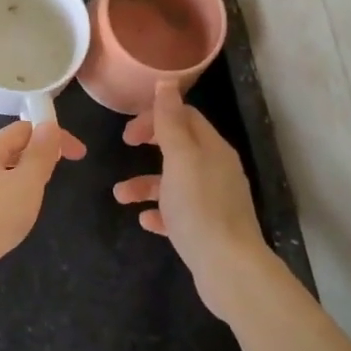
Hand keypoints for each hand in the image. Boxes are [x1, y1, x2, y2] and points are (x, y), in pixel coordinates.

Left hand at [0, 121, 86, 296]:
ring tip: (31, 203)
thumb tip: (48, 124)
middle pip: (8, 150)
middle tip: (53, 180)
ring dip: (18, 181)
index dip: (54, 136)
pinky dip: (1, 200)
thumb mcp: (25, 185)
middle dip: (35, 159)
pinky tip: (3, 222)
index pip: (25, 129)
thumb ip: (39, 156)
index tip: (79, 155)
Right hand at [115, 81, 276, 321]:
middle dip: (150, 145)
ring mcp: (214, 201)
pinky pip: (179, 213)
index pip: (185, 117)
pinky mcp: (208, 229)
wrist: (229, 270)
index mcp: (213, 149)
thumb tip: (166, 81)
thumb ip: (170, 120)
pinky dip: (160, 212)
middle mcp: (216, 170)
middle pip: (180, 146)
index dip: (156, 117)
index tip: (130, 132)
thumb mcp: (180, 158)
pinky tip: (145, 221)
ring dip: (145, 184)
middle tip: (125, 148)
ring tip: (120, 197)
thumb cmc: (200, 207)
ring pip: (175, 182)